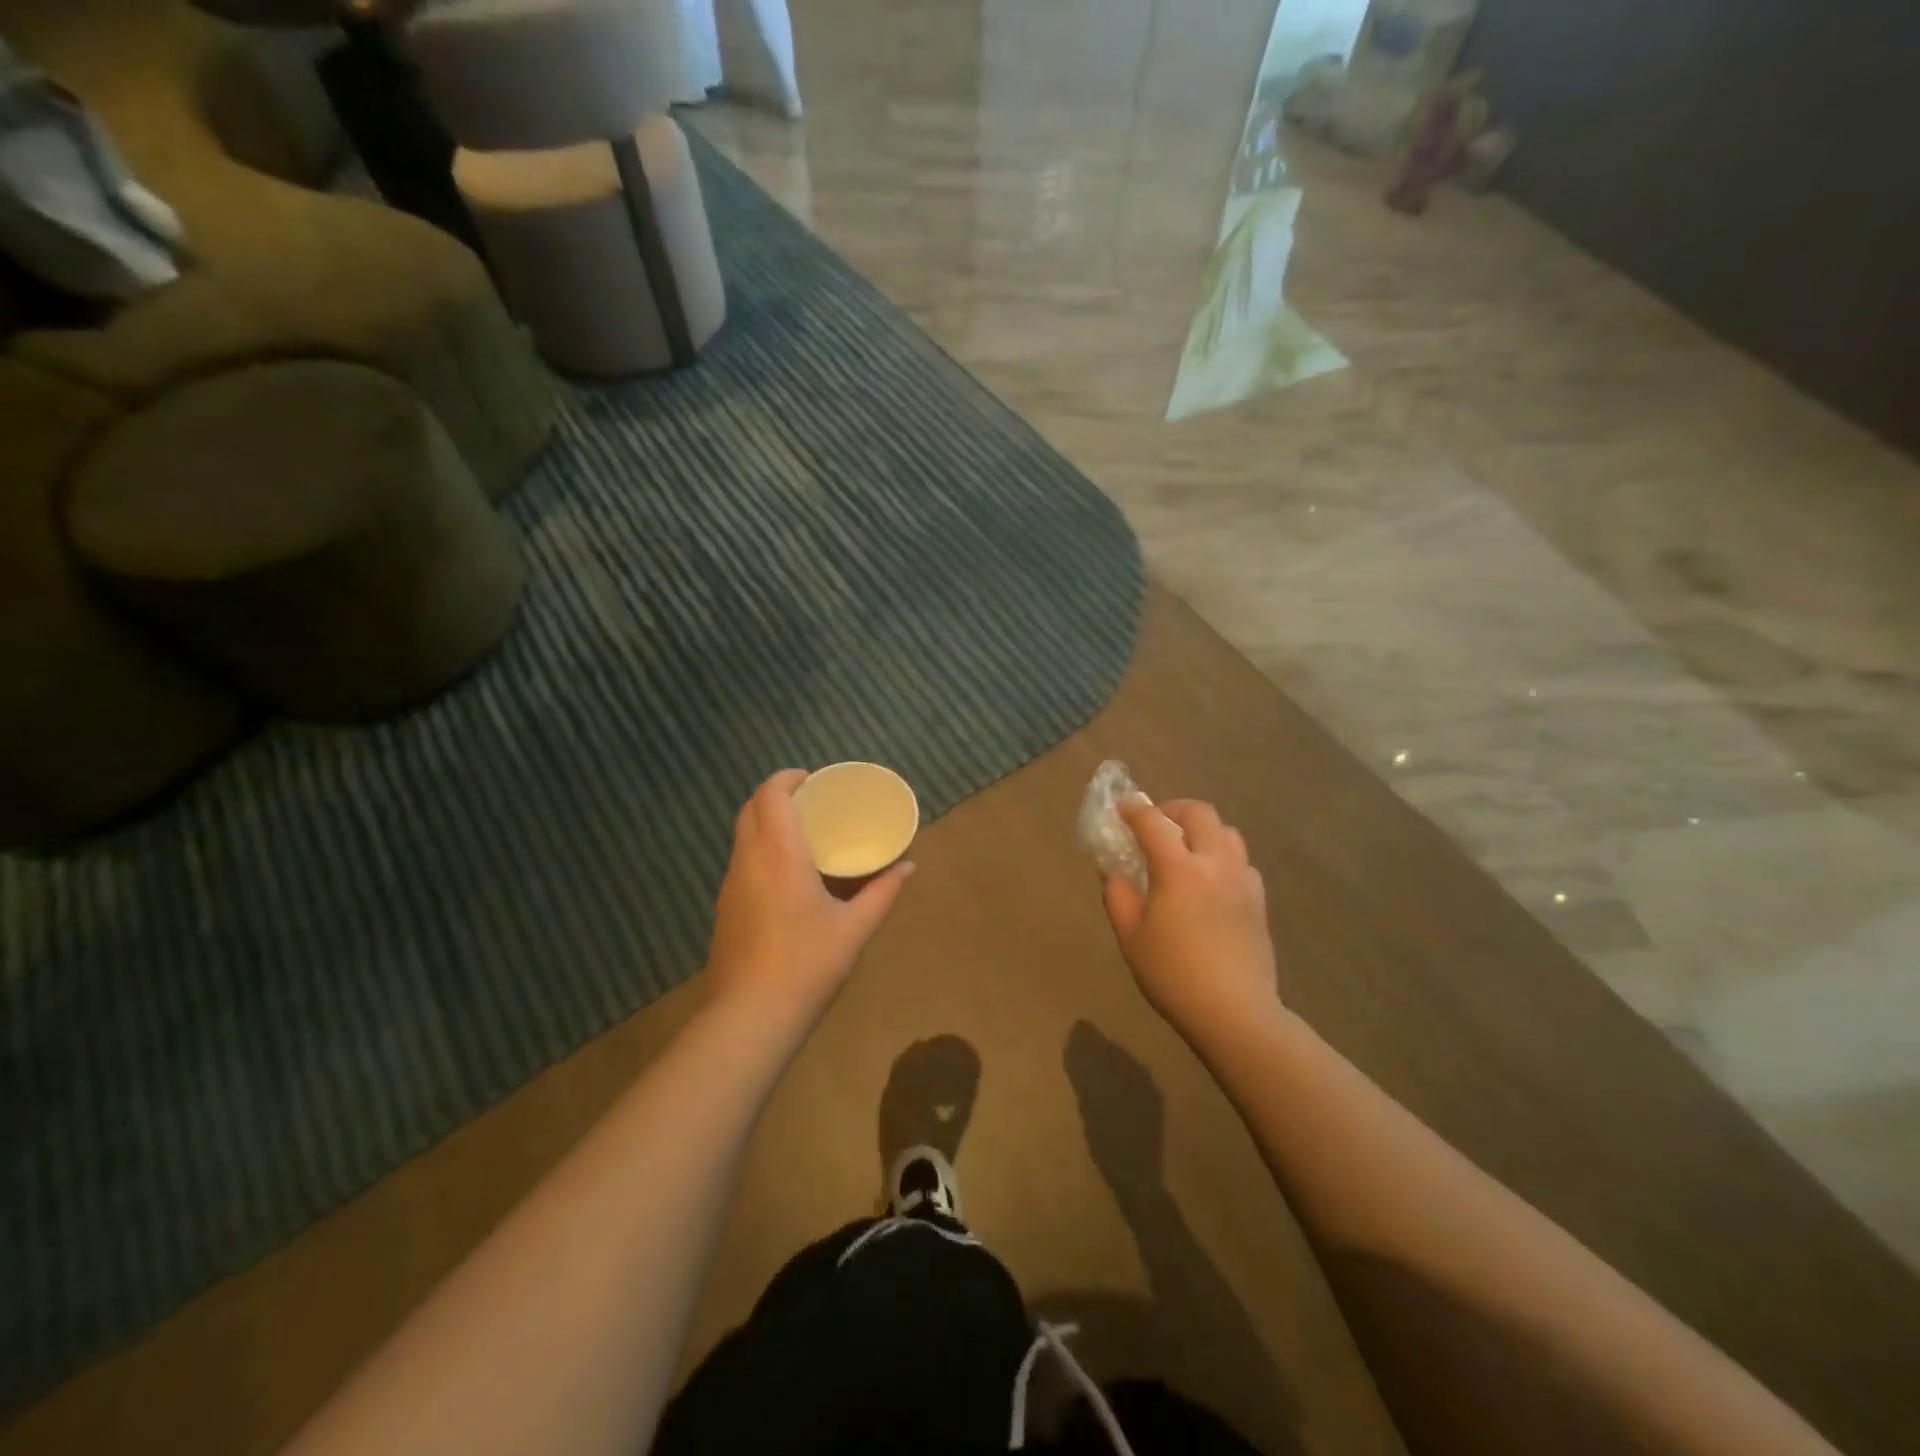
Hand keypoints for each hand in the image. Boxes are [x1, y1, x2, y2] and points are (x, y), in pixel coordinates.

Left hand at [706, 770, 913, 1022]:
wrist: (750, 1016)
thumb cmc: (807, 964)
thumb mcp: (855, 928)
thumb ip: (883, 892)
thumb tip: (908, 867)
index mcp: (779, 854)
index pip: (771, 795)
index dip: (787, 778)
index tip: (813, 778)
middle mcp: (748, 860)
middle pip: (750, 809)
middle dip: (775, 795)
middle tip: (810, 801)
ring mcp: (730, 885)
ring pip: (741, 836)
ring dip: (765, 822)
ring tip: (801, 833)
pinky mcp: (724, 907)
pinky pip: (740, 861)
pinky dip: (759, 849)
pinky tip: (785, 875)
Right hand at [1101, 799, 1277, 1047]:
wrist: (1234, 1012)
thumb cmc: (1173, 975)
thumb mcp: (1130, 937)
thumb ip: (1118, 896)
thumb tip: (1115, 872)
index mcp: (1179, 870)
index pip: (1153, 822)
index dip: (1134, 811)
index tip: (1121, 810)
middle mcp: (1215, 864)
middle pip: (1200, 814)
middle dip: (1173, 809)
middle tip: (1156, 823)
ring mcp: (1242, 880)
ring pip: (1228, 833)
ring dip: (1203, 830)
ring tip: (1186, 848)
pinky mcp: (1259, 900)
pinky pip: (1242, 861)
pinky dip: (1223, 856)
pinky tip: (1211, 880)